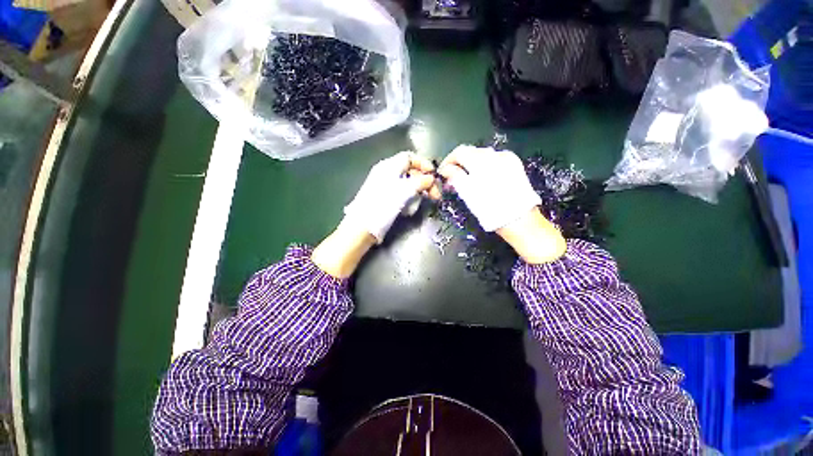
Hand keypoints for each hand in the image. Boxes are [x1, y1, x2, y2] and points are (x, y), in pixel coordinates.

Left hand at [312, 152, 435, 277]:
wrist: (363, 227)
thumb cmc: (383, 206)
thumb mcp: (404, 191)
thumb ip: (420, 182)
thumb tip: (431, 178)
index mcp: (389, 166)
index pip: (410, 157)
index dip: (424, 164)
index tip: (434, 176)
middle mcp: (387, 174)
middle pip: (410, 171)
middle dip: (424, 182)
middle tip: (435, 194)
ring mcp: (385, 187)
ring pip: (407, 185)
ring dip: (417, 193)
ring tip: (421, 203)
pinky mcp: (385, 199)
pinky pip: (401, 195)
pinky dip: (408, 200)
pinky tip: (409, 210)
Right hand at [438, 145, 565, 263]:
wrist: (519, 219)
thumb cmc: (489, 209)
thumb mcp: (468, 194)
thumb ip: (455, 176)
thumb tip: (445, 168)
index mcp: (481, 161)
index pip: (460, 152)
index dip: (449, 161)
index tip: (443, 172)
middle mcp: (495, 155)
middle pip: (471, 152)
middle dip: (459, 163)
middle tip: (452, 179)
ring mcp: (507, 159)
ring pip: (483, 156)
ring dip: (471, 165)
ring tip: (466, 180)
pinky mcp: (515, 165)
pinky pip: (495, 160)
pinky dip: (484, 166)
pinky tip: (483, 178)